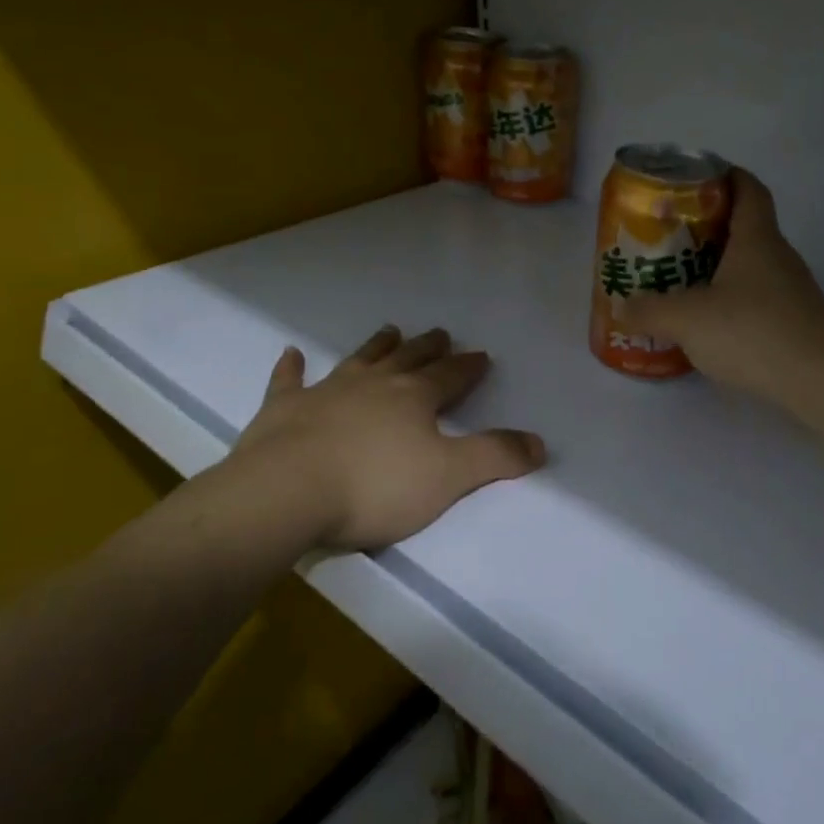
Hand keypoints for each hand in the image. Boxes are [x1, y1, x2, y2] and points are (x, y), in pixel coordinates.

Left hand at [176, 325, 545, 570]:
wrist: (285, 493)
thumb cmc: (374, 487)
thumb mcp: (448, 477)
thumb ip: (495, 457)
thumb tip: (540, 443)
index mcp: (414, 398)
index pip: (450, 376)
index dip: (468, 367)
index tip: (481, 355)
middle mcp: (374, 385)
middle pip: (407, 360)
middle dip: (427, 348)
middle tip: (439, 333)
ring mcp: (326, 392)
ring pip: (359, 360)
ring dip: (376, 346)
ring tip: (391, 330)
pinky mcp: (283, 409)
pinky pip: (289, 381)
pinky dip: (291, 368)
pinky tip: (291, 355)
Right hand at [623, 169, 823, 402]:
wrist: (820, 380)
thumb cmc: (753, 331)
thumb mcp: (688, 319)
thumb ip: (650, 311)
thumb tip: (622, 307)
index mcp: (757, 238)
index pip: (747, 188)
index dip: (724, 175)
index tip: (694, 181)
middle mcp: (778, 257)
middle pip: (745, 226)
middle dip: (707, 227)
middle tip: (669, 237)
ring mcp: (790, 291)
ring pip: (749, 266)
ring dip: (717, 267)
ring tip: (680, 280)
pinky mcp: (793, 322)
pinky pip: (755, 299)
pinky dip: (730, 301)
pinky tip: (707, 324)